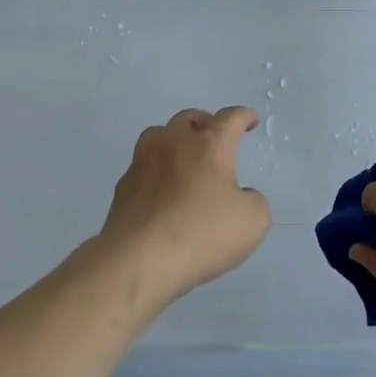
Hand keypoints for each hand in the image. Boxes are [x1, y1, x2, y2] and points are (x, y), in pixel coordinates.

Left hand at [96, 106, 271, 301]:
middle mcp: (173, 144)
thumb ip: (253, 200)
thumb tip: (240, 196)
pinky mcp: (123, 188)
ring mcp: (142, 163)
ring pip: (157, 135)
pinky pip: (142, 167)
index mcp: (209, 146)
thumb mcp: (253, 221)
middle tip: (214, 138)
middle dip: (205, 123)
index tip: (250, 120)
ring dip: (174, 140)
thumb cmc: (202, 234)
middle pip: (188, 119)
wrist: (139, 260)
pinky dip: (155, 170)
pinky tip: (161, 190)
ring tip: (183, 156)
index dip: (243, 116)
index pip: (230, 119)